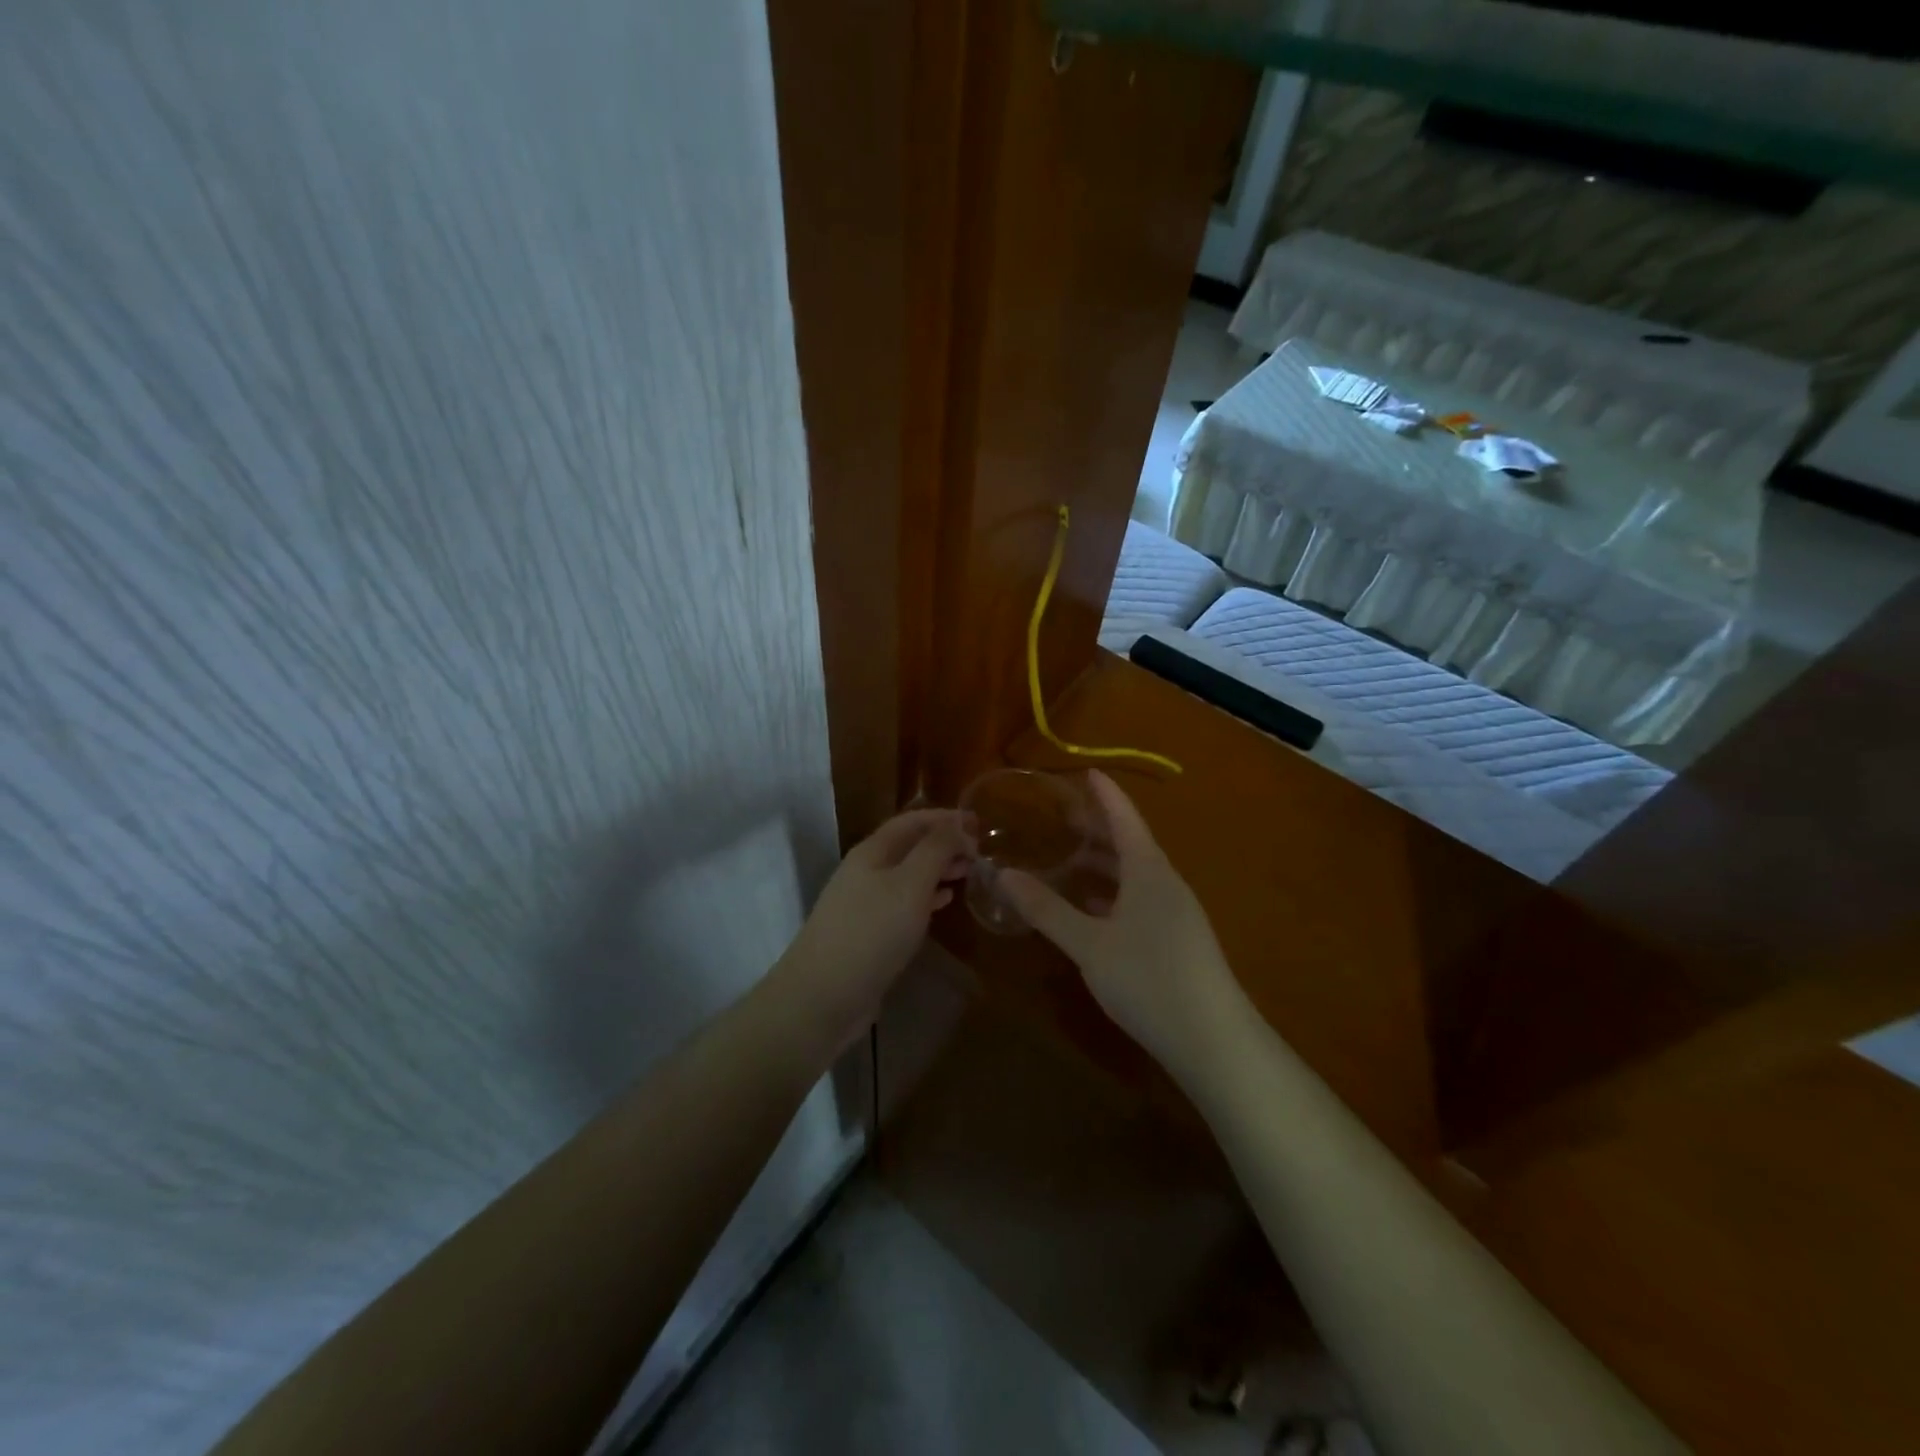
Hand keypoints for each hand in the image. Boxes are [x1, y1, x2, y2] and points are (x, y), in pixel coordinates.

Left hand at [773, 808, 969, 1055]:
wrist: (822, 996)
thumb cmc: (871, 932)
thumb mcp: (910, 885)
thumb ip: (936, 850)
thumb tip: (958, 824)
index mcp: (873, 851)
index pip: (913, 820)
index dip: (945, 818)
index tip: (979, 823)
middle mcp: (866, 870)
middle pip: (909, 845)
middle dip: (944, 843)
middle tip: (980, 852)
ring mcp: (864, 902)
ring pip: (908, 874)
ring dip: (938, 869)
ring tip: (969, 873)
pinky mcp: (868, 932)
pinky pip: (903, 902)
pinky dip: (927, 896)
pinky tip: (945, 902)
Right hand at [1000, 772, 1247, 1083]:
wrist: (1214, 1041)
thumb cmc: (1148, 979)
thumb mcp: (1089, 945)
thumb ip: (1047, 910)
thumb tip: (1004, 874)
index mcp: (1149, 871)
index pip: (1125, 818)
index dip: (1105, 794)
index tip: (1087, 771)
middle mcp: (1166, 883)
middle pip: (1131, 844)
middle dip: (1099, 828)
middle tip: (1064, 816)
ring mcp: (1177, 913)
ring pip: (1136, 875)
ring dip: (1105, 864)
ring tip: (1070, 859)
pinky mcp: (1179, 940)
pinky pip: (1141, 899)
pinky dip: (1115, 893)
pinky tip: (1095, 909)